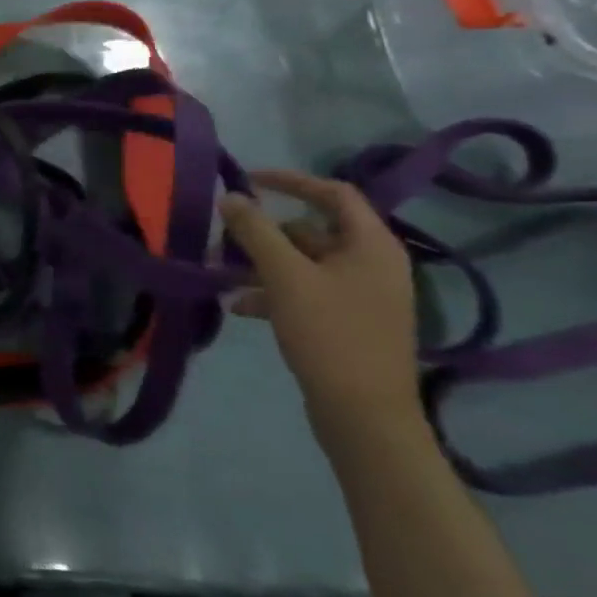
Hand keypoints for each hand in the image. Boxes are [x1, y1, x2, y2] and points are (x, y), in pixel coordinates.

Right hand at [218, 170, 422, 443]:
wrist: (364, 415)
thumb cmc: (330, 334)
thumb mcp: (284, 277)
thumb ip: (255, 232)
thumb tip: (230, 196)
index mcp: (371, 246)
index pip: (334, 194)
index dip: (291, 181)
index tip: (248, 180)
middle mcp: (373, 265)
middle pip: (313, 230)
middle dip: (265, 232)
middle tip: (225, 238)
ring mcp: (363, 296)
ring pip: (304, 263)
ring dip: (262, 264)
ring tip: (223, 274)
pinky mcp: (348, 323)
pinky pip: (306, 291)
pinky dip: (273, 292)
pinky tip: (241, 307)